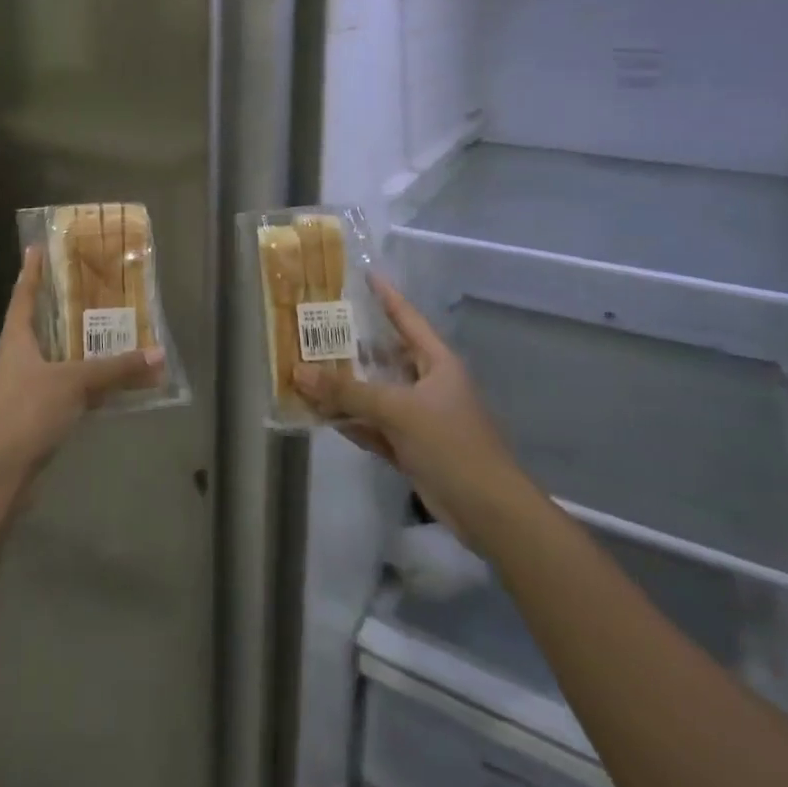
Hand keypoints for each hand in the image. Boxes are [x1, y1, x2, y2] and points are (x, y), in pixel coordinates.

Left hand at [0, 247, 162, 497]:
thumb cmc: (27, 412)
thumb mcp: (74, 383)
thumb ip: (116, 369)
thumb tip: (159, 354)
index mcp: (16, 339)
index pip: (23, 295)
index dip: (31, 272)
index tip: (36, 247)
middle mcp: (17, 358)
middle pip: (38, 324)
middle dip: (60, 306)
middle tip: (88, 286)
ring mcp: (23, 388)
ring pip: (52, 357)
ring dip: (74, 345)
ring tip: (104, 329)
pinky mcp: (32, 415)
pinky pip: (62, 387)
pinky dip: (81, 380)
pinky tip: (104, 383)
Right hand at [295, 275, 529, 549]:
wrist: (488, 511)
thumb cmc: (451, 444)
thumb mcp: (398, 410)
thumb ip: (347, 392)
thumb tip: (299, 372)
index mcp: (437, 363)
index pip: (407, 319)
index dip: (386, 296)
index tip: (364, 275)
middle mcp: (428, 384)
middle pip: (385, 356)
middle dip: (352, 345)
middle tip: (316, 326)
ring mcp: (419, 417)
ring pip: (375, 393)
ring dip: (345, 387)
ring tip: (308, 368)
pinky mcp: (410, 447)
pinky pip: (373, 425)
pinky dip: (351, 420)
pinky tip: (321, 414)